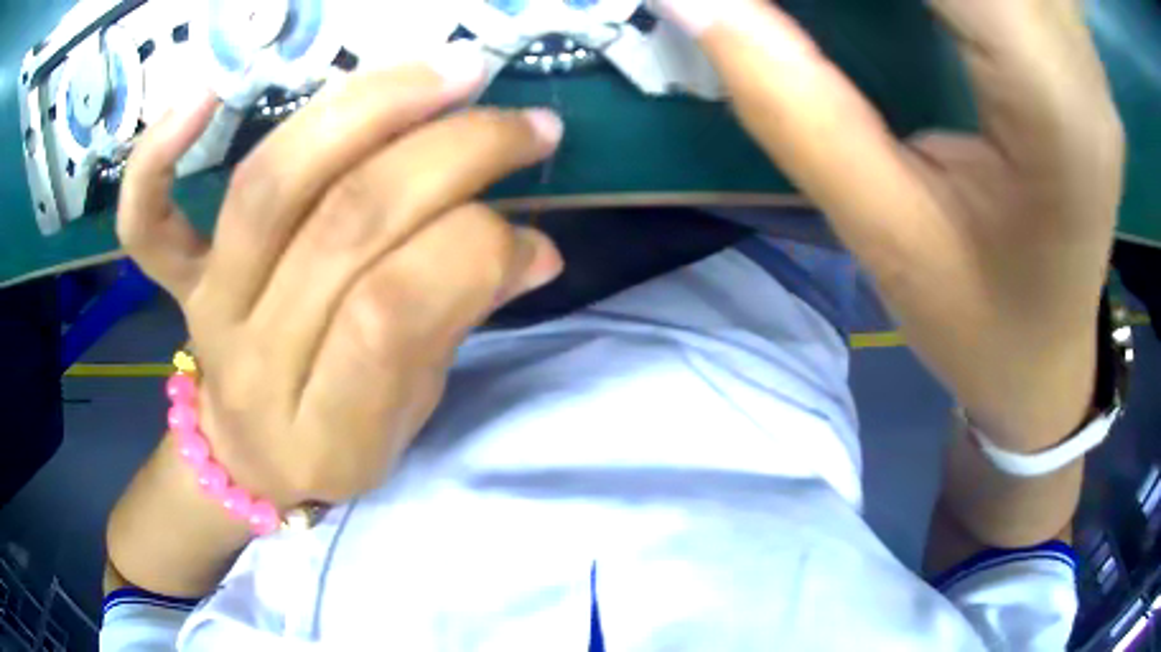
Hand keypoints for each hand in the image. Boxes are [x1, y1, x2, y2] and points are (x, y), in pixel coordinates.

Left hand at [117, 45, 564, 508]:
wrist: (242, 461)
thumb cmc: (332, 445)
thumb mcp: (407, 418)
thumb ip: (457, 325)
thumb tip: (534, 247)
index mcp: (325, 428)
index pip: (393, 314)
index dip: (476, 250)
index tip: (533, 231)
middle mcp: (255, 361)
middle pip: (343, 225)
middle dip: (451, 155)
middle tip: (526, 125)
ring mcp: (206, 309)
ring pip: (269, 186)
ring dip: (366, 108)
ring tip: (447, 72)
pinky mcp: (175, 280)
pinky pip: (145, 220)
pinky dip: (158, 155)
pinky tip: (207, 92)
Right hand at [656, 0, 1124, 448]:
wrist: (1051, 361)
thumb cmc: (981, 325)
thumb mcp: (885, 233)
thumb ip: (790, 101)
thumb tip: (693, 2)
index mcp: (1052, 106)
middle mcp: (1080, 64)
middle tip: (810, 6)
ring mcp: (1084, 56)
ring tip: (876, 7)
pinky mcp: (1075, 54)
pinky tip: (931, 5)